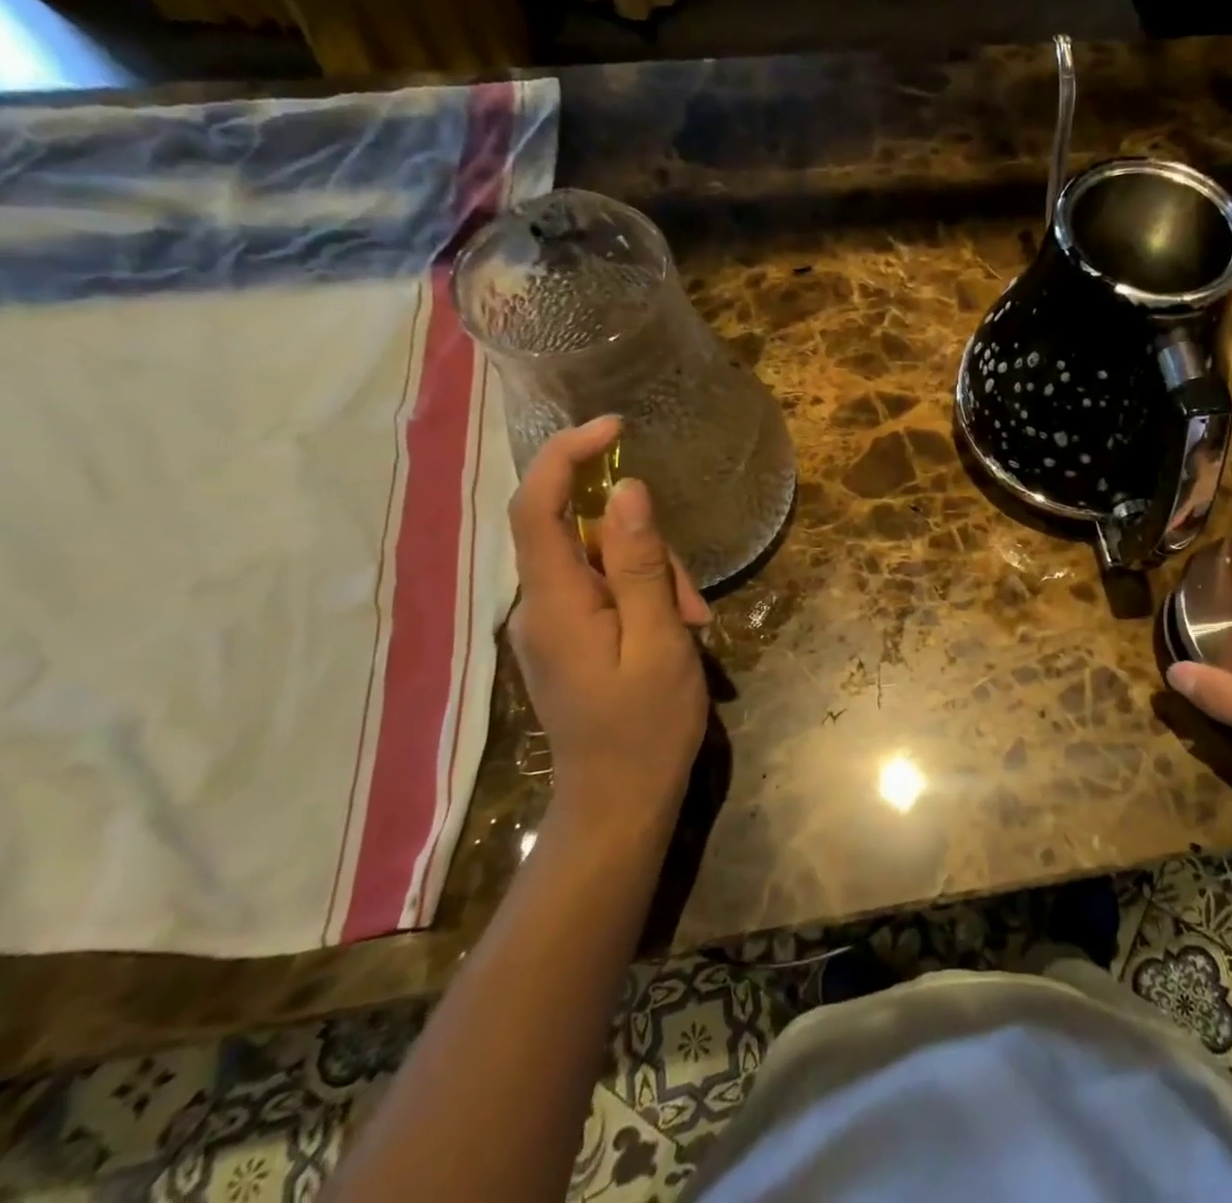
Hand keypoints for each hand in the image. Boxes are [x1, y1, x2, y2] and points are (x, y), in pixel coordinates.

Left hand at [506, 418, 711, 830]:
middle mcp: (539, 605)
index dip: (567, 455)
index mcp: (554, 602)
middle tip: (692, 603)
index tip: (615, 427)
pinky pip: (604, 591)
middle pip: (586, 535)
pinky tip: (676, 631)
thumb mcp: (659, 641)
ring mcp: (551, 623)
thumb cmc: (645, 727)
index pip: (539, 506)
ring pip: (602, 562)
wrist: (617, 805)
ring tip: (692, 627)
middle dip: (646, 548)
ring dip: (653, 578)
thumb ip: (639, 565)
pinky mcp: (568, 638)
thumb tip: (627, 490)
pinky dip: (643, 598)